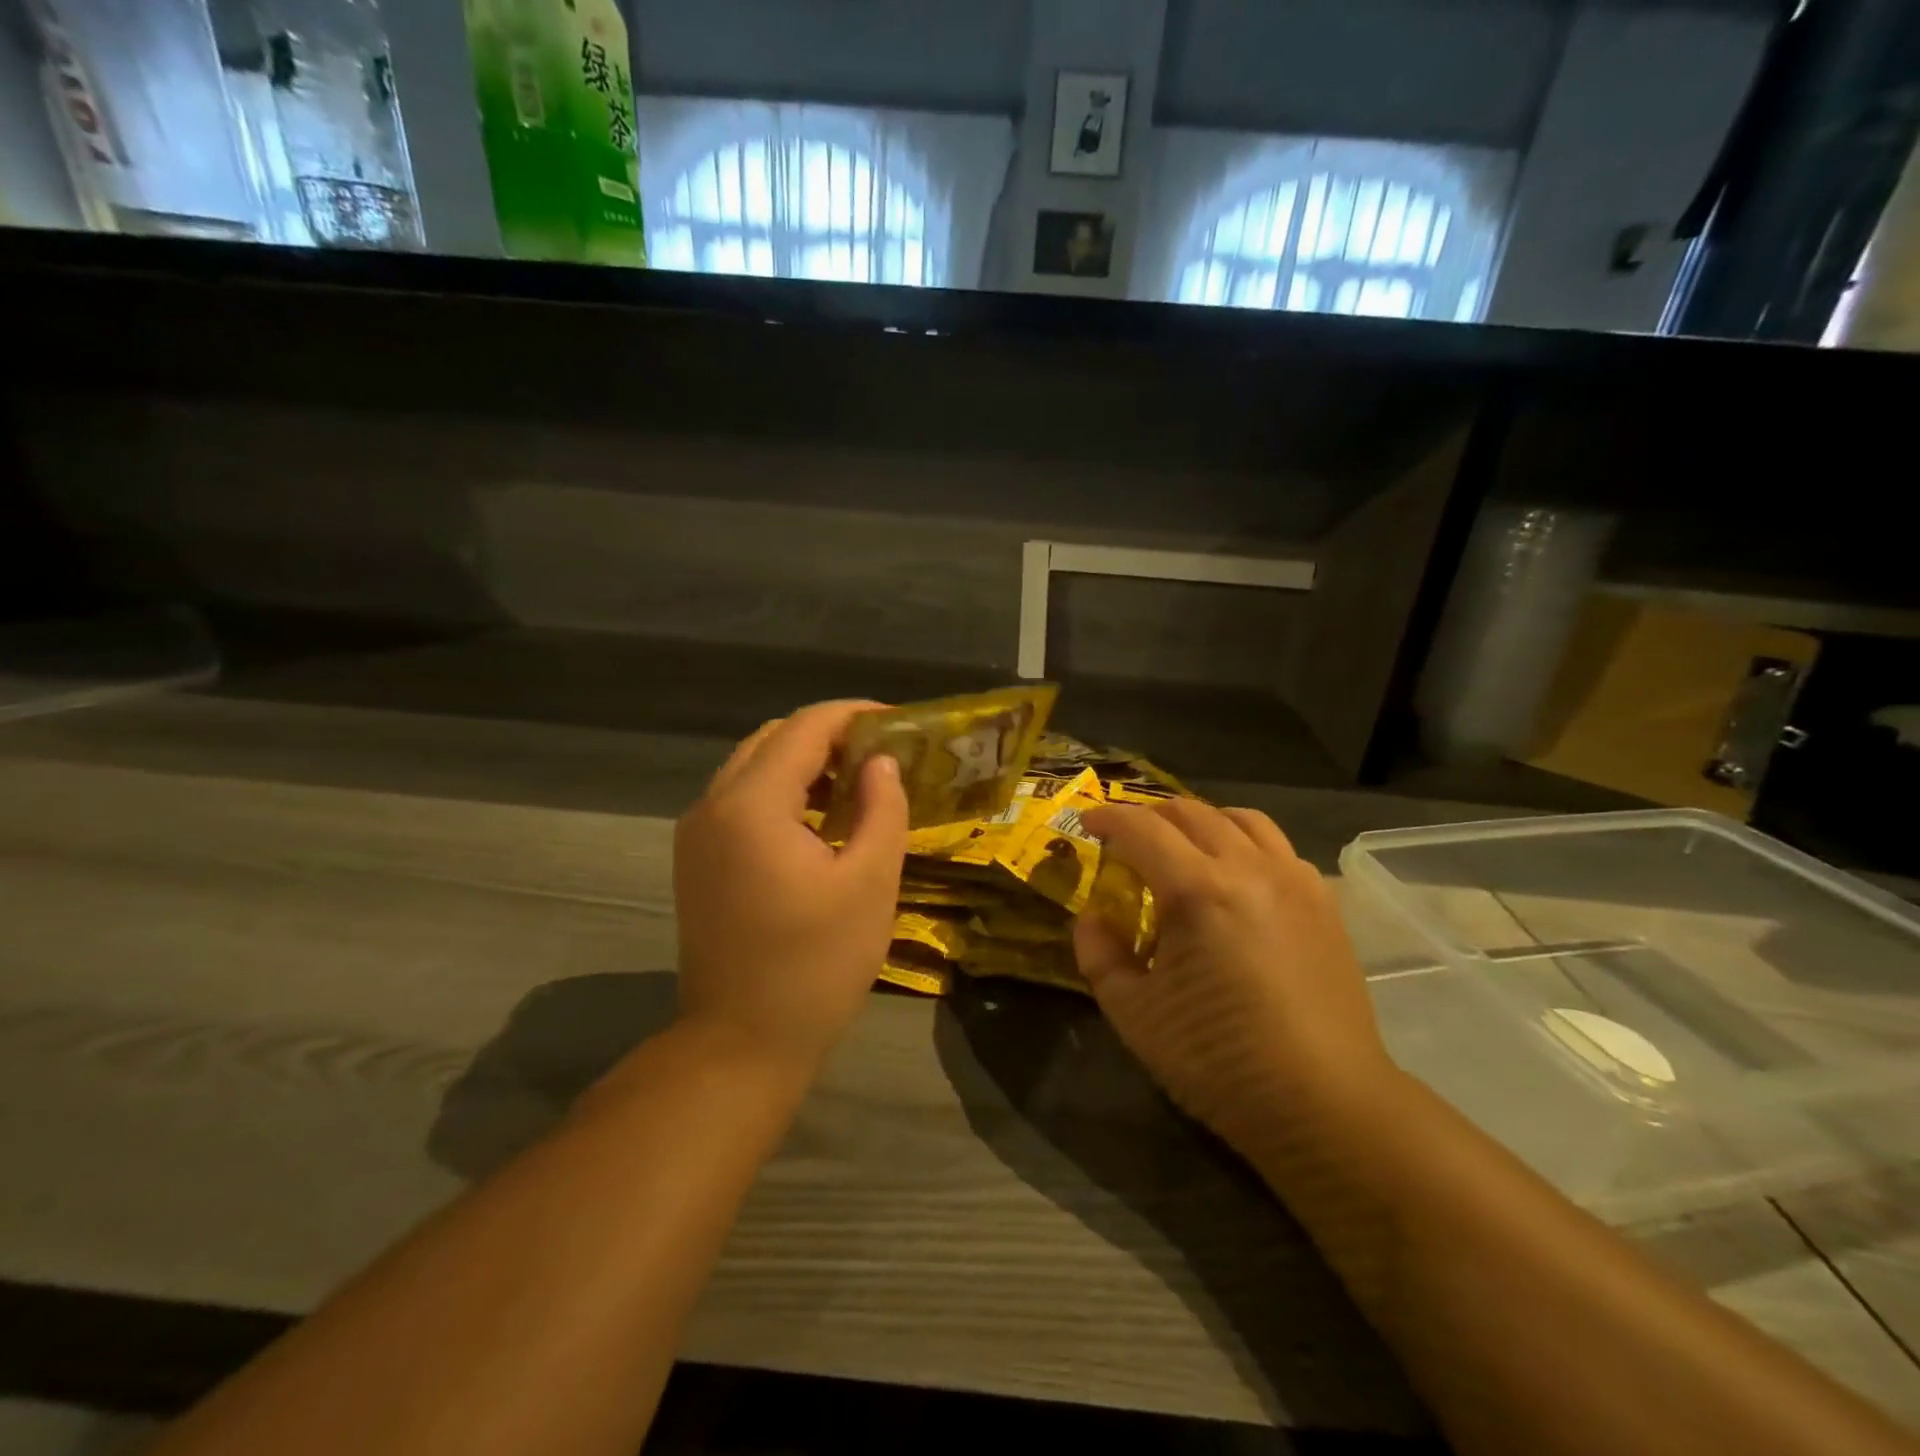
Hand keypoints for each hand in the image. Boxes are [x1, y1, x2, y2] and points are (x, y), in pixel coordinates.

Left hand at [674, 701, 908, 1077]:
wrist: (741, 1043)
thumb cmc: (816, 965)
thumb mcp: (870, 883)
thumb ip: (882, 808)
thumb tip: (881, 761)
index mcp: (752, 805)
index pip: (804, 728)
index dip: (854, 715)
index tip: (898, 720)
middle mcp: (713, 805)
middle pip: (773, 739)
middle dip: (829, 735)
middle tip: (881, 752)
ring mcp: (697, 833)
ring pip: (753, 767)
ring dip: (804, 762)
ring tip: (858, 780)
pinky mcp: (696, 859)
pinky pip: (741, 799)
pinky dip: (782, 791)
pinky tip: (820, 817)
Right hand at [1074, 800, 1397, 1152]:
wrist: (1325, 1102)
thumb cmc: (1218, 1058)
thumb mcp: (1134, 1012)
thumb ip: (1099, 953)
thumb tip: (1094, 917)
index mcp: (1199, 890)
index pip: (1142, 828)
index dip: (1107, 818)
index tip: (1086, 823)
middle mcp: (1250, 868)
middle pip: (1191, 813)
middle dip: (1149, 815)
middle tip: (1126, 838)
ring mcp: (1295, 880)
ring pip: (1242, 819)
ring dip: (1200, 821)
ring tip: (1181, 847)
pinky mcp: (1323, 901)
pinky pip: (1277, 847)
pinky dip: (1243, 844)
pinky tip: (1234, 879)